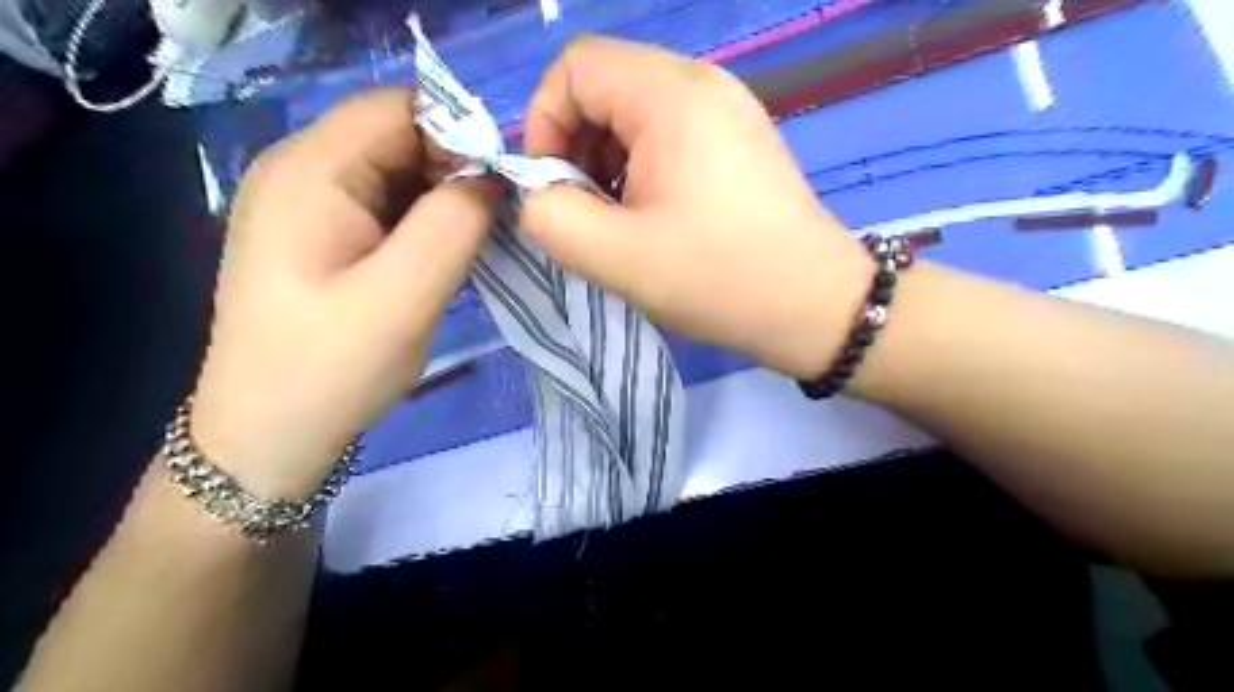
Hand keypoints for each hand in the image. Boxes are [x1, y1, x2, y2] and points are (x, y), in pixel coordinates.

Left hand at [188, 89, 495, 496]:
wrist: (269, 436)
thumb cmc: (331, 368)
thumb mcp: (405, 296)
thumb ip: (455, 224)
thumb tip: (492, 177)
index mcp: (309, 171)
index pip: (399, 108)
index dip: (459, 136)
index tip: (500, 191)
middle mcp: (301, 172)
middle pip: (398, 137)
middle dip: (455, 171)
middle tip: (491, 227)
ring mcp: (308, 205)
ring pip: (397, 173)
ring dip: (443, 201)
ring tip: (470, 248)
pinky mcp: (321, 236)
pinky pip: (386, 206)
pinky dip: (424, 223)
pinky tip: (440, 260)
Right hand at [518, 36, 870, 377]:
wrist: (813, 306)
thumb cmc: (718, 277)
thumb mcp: (616, 256)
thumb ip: (551, 217)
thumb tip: (540, 194)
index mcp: (671, 95)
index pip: (575, 68)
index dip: (545, 123)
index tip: (553, 188)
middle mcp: (703, 84)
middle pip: (606, 87)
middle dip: (577, 149)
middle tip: (586, 214)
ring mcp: (728, 110)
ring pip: (636, 114)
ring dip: (608, 164)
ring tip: (620, 223)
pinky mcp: (739, 140)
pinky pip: (670, 135)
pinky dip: (642, 170)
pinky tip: (654, 218)